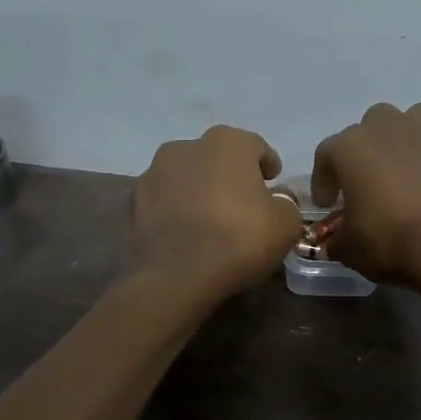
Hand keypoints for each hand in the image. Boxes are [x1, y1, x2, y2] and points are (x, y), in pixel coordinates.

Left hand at [132, 125, 302, 296]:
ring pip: (187, 177)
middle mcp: (186, 146)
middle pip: (217, 158)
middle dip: (231, 176)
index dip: (268, 165)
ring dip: (200, 191)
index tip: (273, 184)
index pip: (256, 147)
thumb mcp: (285, 224)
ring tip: (211, 220)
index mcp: (227, 142)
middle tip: (244, 204)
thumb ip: (286, 203)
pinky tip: (187, 234)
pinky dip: (177, 210)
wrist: (175, 277)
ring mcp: (153, 172)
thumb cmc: (238, 239)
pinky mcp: (134, 202)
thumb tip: (276, 199)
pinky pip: (165, 201)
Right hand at [311, 102, 420, 288]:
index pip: (327, 154)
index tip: (327, 205)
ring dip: (404, 140)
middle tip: (366, 184)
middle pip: (371, 125)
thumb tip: (336, 241)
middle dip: (365, 150)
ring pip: (412, 121)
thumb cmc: (391, 240)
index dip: (323, 180)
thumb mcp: (350, 250)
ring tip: (404, 172)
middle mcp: (390, 129)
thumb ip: (337, 239)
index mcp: (353, 147)